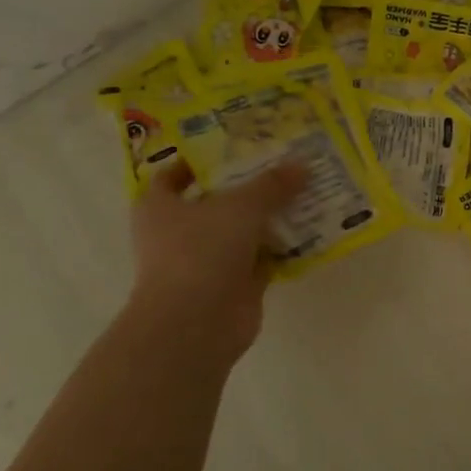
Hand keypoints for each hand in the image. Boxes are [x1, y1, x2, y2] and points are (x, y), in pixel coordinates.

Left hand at [126, 159, 305, 360]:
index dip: (199, 161)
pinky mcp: (233, 286)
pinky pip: (262, 260)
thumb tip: (302, 165)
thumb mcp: (240, 206)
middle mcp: (178, 233)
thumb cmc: (201, 251)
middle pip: (215, 202)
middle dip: (248, 187)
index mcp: (159, 207)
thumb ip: (271, 185)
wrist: (196, 323)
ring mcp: (206, 262)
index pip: (174, 176)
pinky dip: (282, 249)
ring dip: (270, 218)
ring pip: (242, 232)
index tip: (235, 147)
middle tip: (284, 165)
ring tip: (305, 193)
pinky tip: (310, 232)